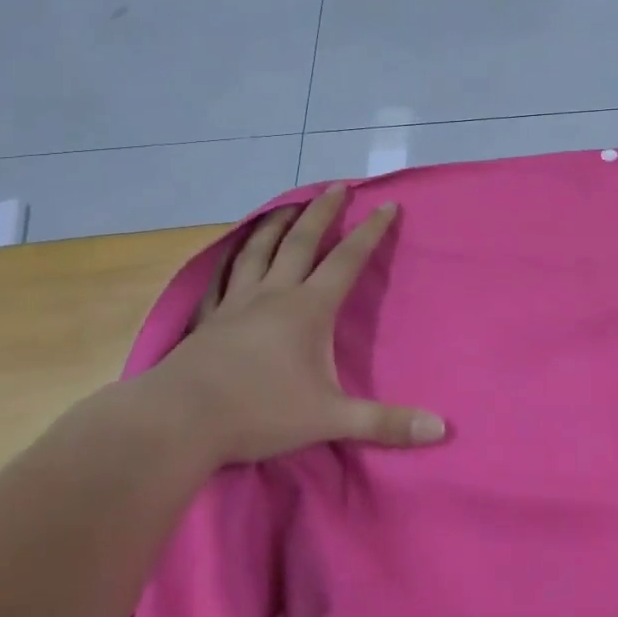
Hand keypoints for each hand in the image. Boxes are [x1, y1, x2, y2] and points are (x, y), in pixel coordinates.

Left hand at [145, 185, 447, 464]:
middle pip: (301, 241)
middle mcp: (274, 295)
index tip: (387, 205)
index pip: (347, 260)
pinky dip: (233, 258)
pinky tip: (233, 255)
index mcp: (308, 309)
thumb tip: (442, 430)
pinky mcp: (208, 321)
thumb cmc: (259, 413)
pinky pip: (224, 278)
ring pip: (258, 251)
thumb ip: (385, 423)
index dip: (370, 232)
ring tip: (287, 204)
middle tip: (337, 186)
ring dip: (276, 224)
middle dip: (323, 212)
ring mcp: (236, 304)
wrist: (175, 423)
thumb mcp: (331, 418)